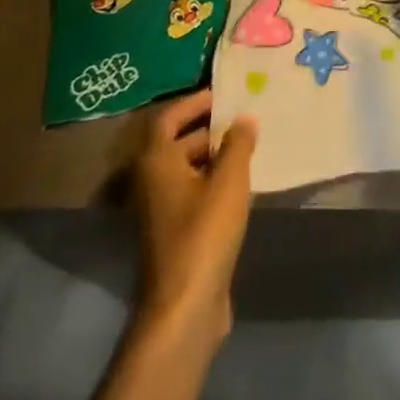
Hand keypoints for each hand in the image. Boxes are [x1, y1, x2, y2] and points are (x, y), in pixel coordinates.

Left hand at [132, 91, 257, 341]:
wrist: (185, 305)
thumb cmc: (204, 232)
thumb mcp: (229, 181)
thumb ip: (238, 144)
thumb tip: (243, 118)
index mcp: (156, 163)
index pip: (168, 118)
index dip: (193, 102)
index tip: (223, 94)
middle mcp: (150, 182)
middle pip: (176, 143)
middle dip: (208, 128)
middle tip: (243, 118)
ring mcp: (159, 211)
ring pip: (186, 170)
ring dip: (213, 155)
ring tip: (249, 146)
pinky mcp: (173, 233)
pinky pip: (192, 192)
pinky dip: (212, 180)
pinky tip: (241, 184)